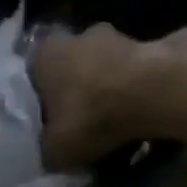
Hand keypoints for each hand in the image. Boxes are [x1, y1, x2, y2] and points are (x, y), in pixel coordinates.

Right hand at [33, 21, 186, 170]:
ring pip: (102, 69)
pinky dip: (132, 90)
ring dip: (105, 91)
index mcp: (45, 55)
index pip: (32, 80)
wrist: (154, 90)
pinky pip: (132, 74)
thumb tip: (50, 151)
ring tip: (113, 123)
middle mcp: (77, 35)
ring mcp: (117, 35)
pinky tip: (136, 114)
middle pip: (70, 71)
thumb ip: (46, 150)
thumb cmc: (92, 116)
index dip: (39, 106)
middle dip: (74, 95)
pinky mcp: (150, 42)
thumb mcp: (55, 150)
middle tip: (79, 126)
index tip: (48, 128)